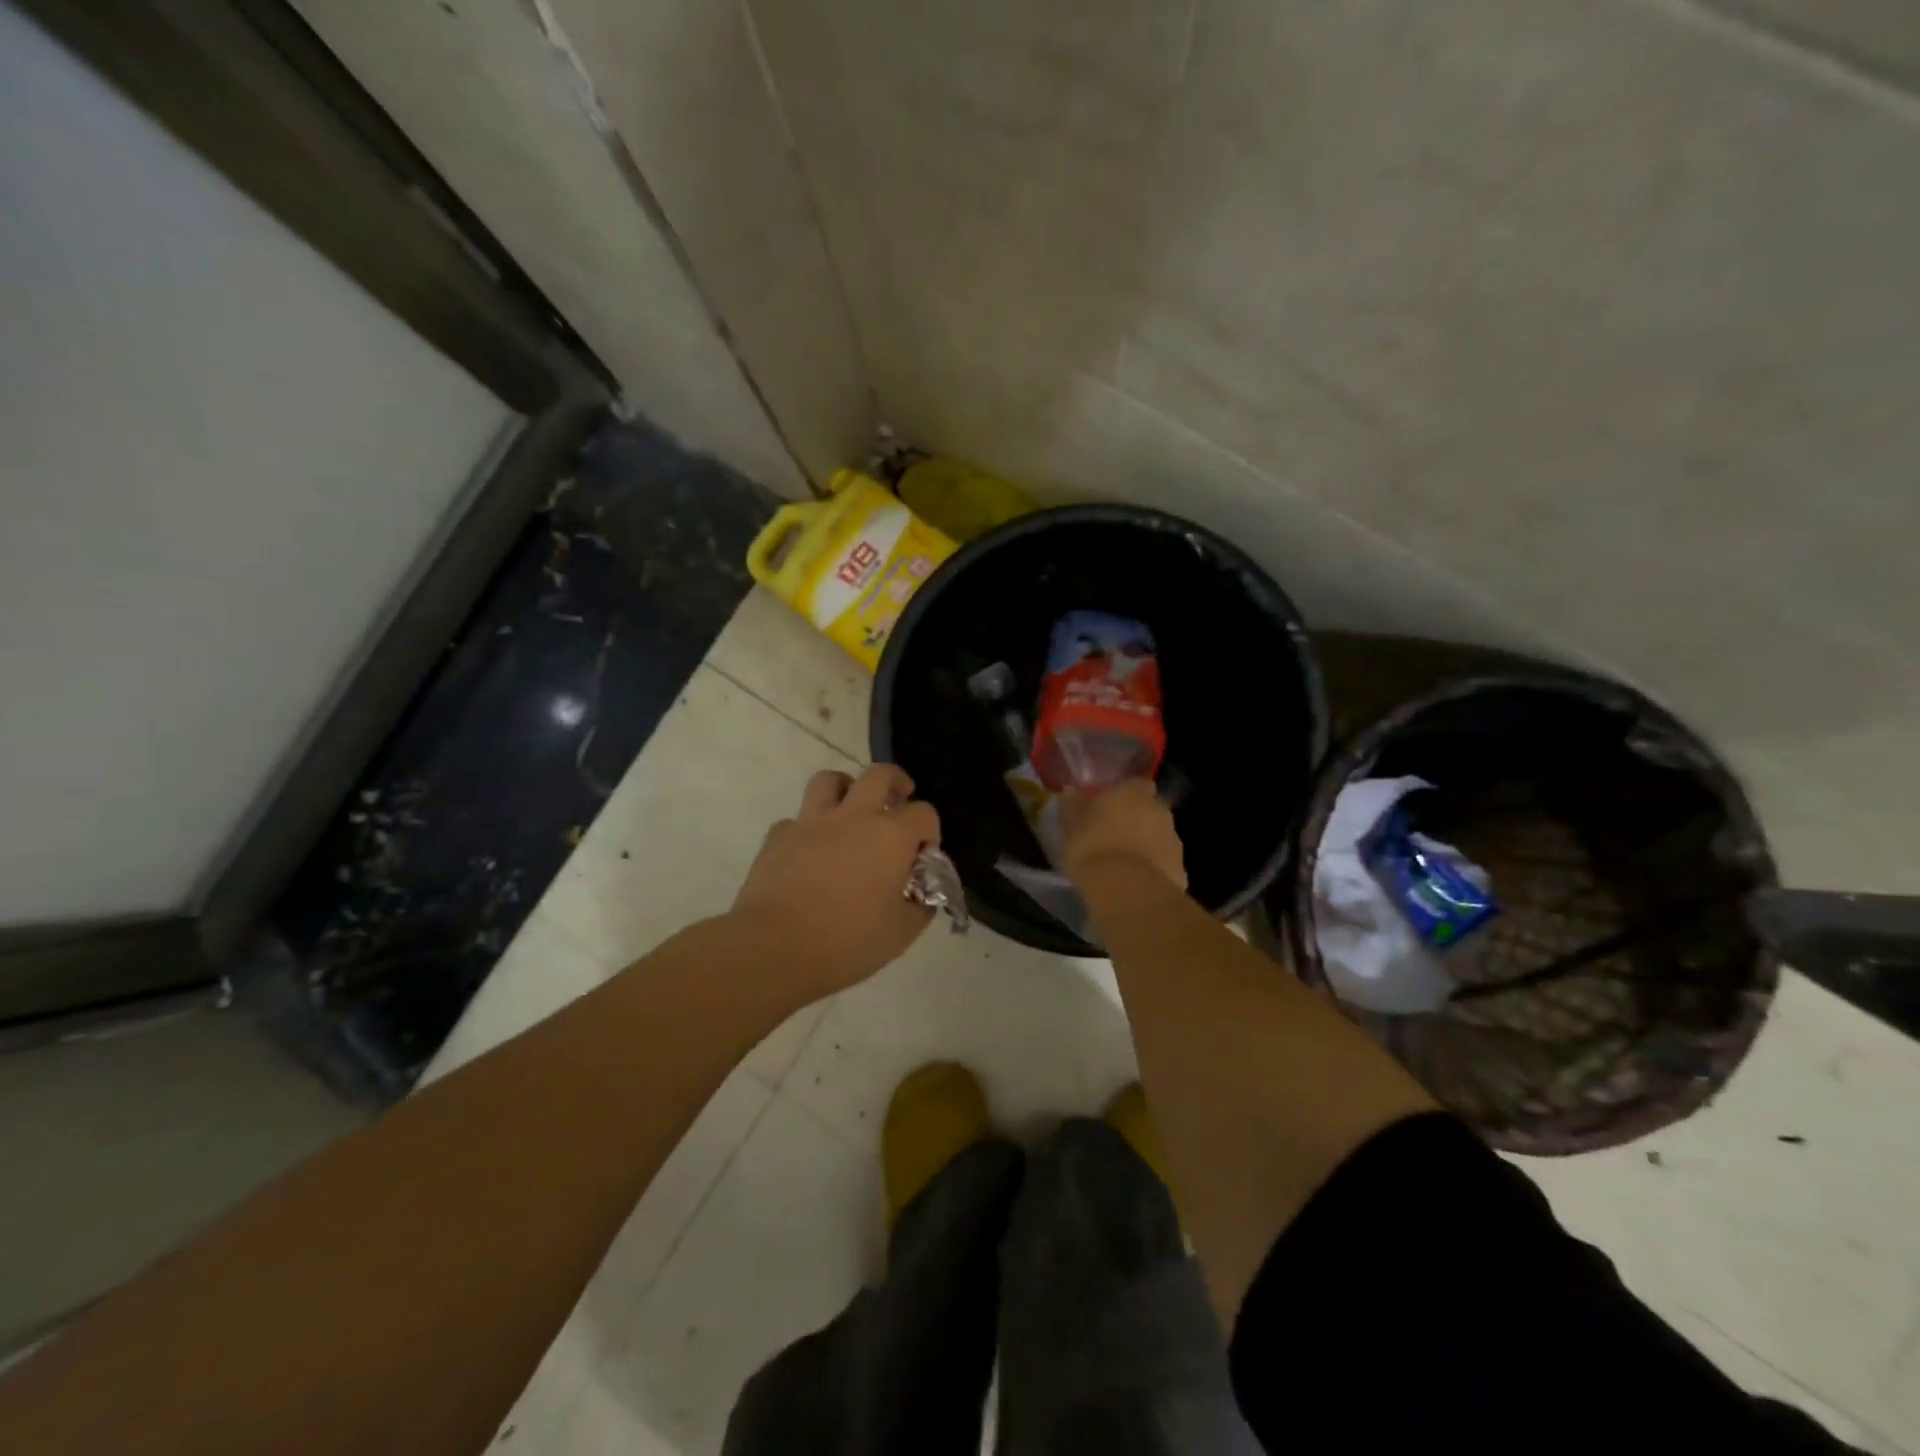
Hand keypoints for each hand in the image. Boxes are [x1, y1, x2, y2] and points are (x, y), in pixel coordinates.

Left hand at [730, 764, 941, 1000]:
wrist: (774, 947)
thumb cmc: (847, 941)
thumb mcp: (901, 933)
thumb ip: (920, 906)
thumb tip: (924, 894)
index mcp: (890, 837)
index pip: (924, 814)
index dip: (930, 832)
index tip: (922, 857)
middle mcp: (853, 816)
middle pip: (879, 775)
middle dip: (896, 782)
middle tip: (898, 798)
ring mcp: (811, 822)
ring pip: (830, 780)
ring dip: (846, 788)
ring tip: (850, 810)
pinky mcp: (778, 836)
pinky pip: (796, 820)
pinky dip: (807, 829)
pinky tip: (809, 853)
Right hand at [1058, 778, 1186, 890]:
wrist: (1127, 890)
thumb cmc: (1093, 847)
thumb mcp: (1071, 825)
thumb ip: (1073, 804)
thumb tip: (1072, 791)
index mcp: (1134, 791)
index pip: (1134, 783)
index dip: (1122, 794)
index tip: (1106, 807)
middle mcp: (1160, 810)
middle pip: (1149, 809)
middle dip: (1135, 819)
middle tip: (1112, 835)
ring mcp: (1174, 840)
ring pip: (1157, 836)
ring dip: (1144, 844)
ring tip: (1121, 862)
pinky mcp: (1180, 869)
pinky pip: (1162, 863)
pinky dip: (1151, 868)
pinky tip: (1133, 882)